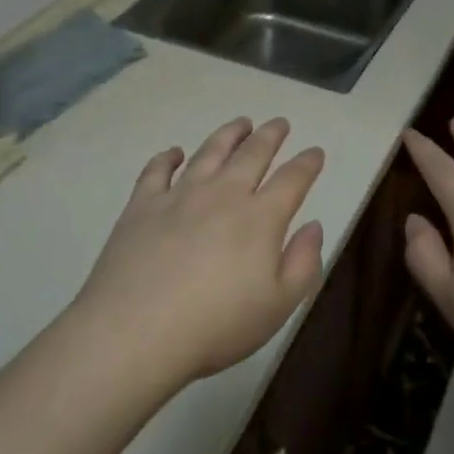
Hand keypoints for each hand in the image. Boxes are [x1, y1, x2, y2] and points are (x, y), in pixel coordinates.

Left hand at [75, 117, 325, 385]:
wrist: (137, 331)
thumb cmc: (217, 325)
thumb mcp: (278, 305)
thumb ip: (304, 263)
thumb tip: (313, 225)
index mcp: (260, 218)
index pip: (292, 180)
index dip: (307, 163)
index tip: (315, 151)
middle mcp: (223, 195)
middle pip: (252, 154)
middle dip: (270, 136)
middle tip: (279, 123)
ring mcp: (180, 195)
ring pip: (209, 152)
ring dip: (228, 134)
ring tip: (240, 123)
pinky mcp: (143, 205)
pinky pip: (157, 170)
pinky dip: (168, 157)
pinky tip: (174, 153)